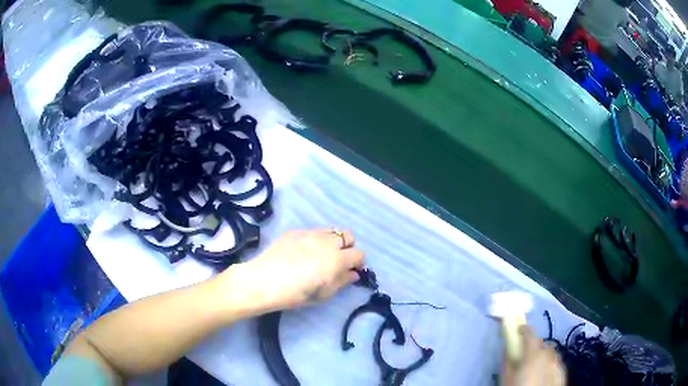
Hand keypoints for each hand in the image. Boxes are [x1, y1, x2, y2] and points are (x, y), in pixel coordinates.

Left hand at [221, 229, 364, 312]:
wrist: (264, 281)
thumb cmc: (295, 294)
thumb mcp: (323, 294)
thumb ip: (342, 281)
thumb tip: (353, 273)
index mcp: (337, 259)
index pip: (359, 254)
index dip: (358, 263)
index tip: (351, 270)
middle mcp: (327, 242)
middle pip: (348, 236)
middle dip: (347, 247)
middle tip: (337, 261)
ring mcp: (310, 233)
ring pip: (331, 231)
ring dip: (332, 241)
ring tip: (320, 254)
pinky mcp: (295, 231)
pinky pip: (313, 232)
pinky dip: (314, 240)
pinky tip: (302, 252)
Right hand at [501, 326, 565, 385]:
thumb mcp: (507, 379)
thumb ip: (507, 363)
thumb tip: (506, 349)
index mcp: (534, 355)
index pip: (530, 334)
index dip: (523, 330)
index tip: (518, 330)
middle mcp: (549, 356)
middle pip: (542, 345)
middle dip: (534, 347)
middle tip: (524, 357)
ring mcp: (558, 364)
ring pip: (551, 354)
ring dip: (543, 357)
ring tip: (535, 368)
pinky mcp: (563, 373)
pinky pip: (556, 364)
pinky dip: (550, 366)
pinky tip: (543, 376)